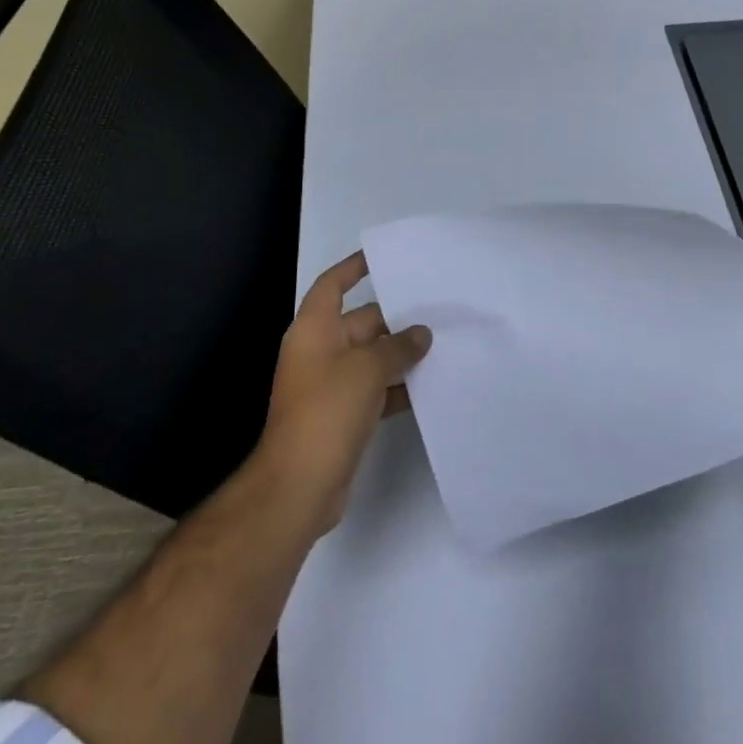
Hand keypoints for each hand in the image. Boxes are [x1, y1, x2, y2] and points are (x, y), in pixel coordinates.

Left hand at [254, 252, 430, 539]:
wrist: (299, 485)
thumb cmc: (327, 411)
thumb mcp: (367, 369)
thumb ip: (397, 347)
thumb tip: (420, 334)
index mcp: (314, 329)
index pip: (333, 285)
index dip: (353, 268)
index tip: (381, 257)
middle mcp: (320, 352)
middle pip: (361, 322)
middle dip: (396, 317)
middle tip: (437, 310)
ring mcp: (330, 385)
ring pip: (371, 358)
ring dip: (401, 354)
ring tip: (443, 344)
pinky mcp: (343, 415)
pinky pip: (375, 389)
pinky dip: (397, 386)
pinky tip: (430, 386)